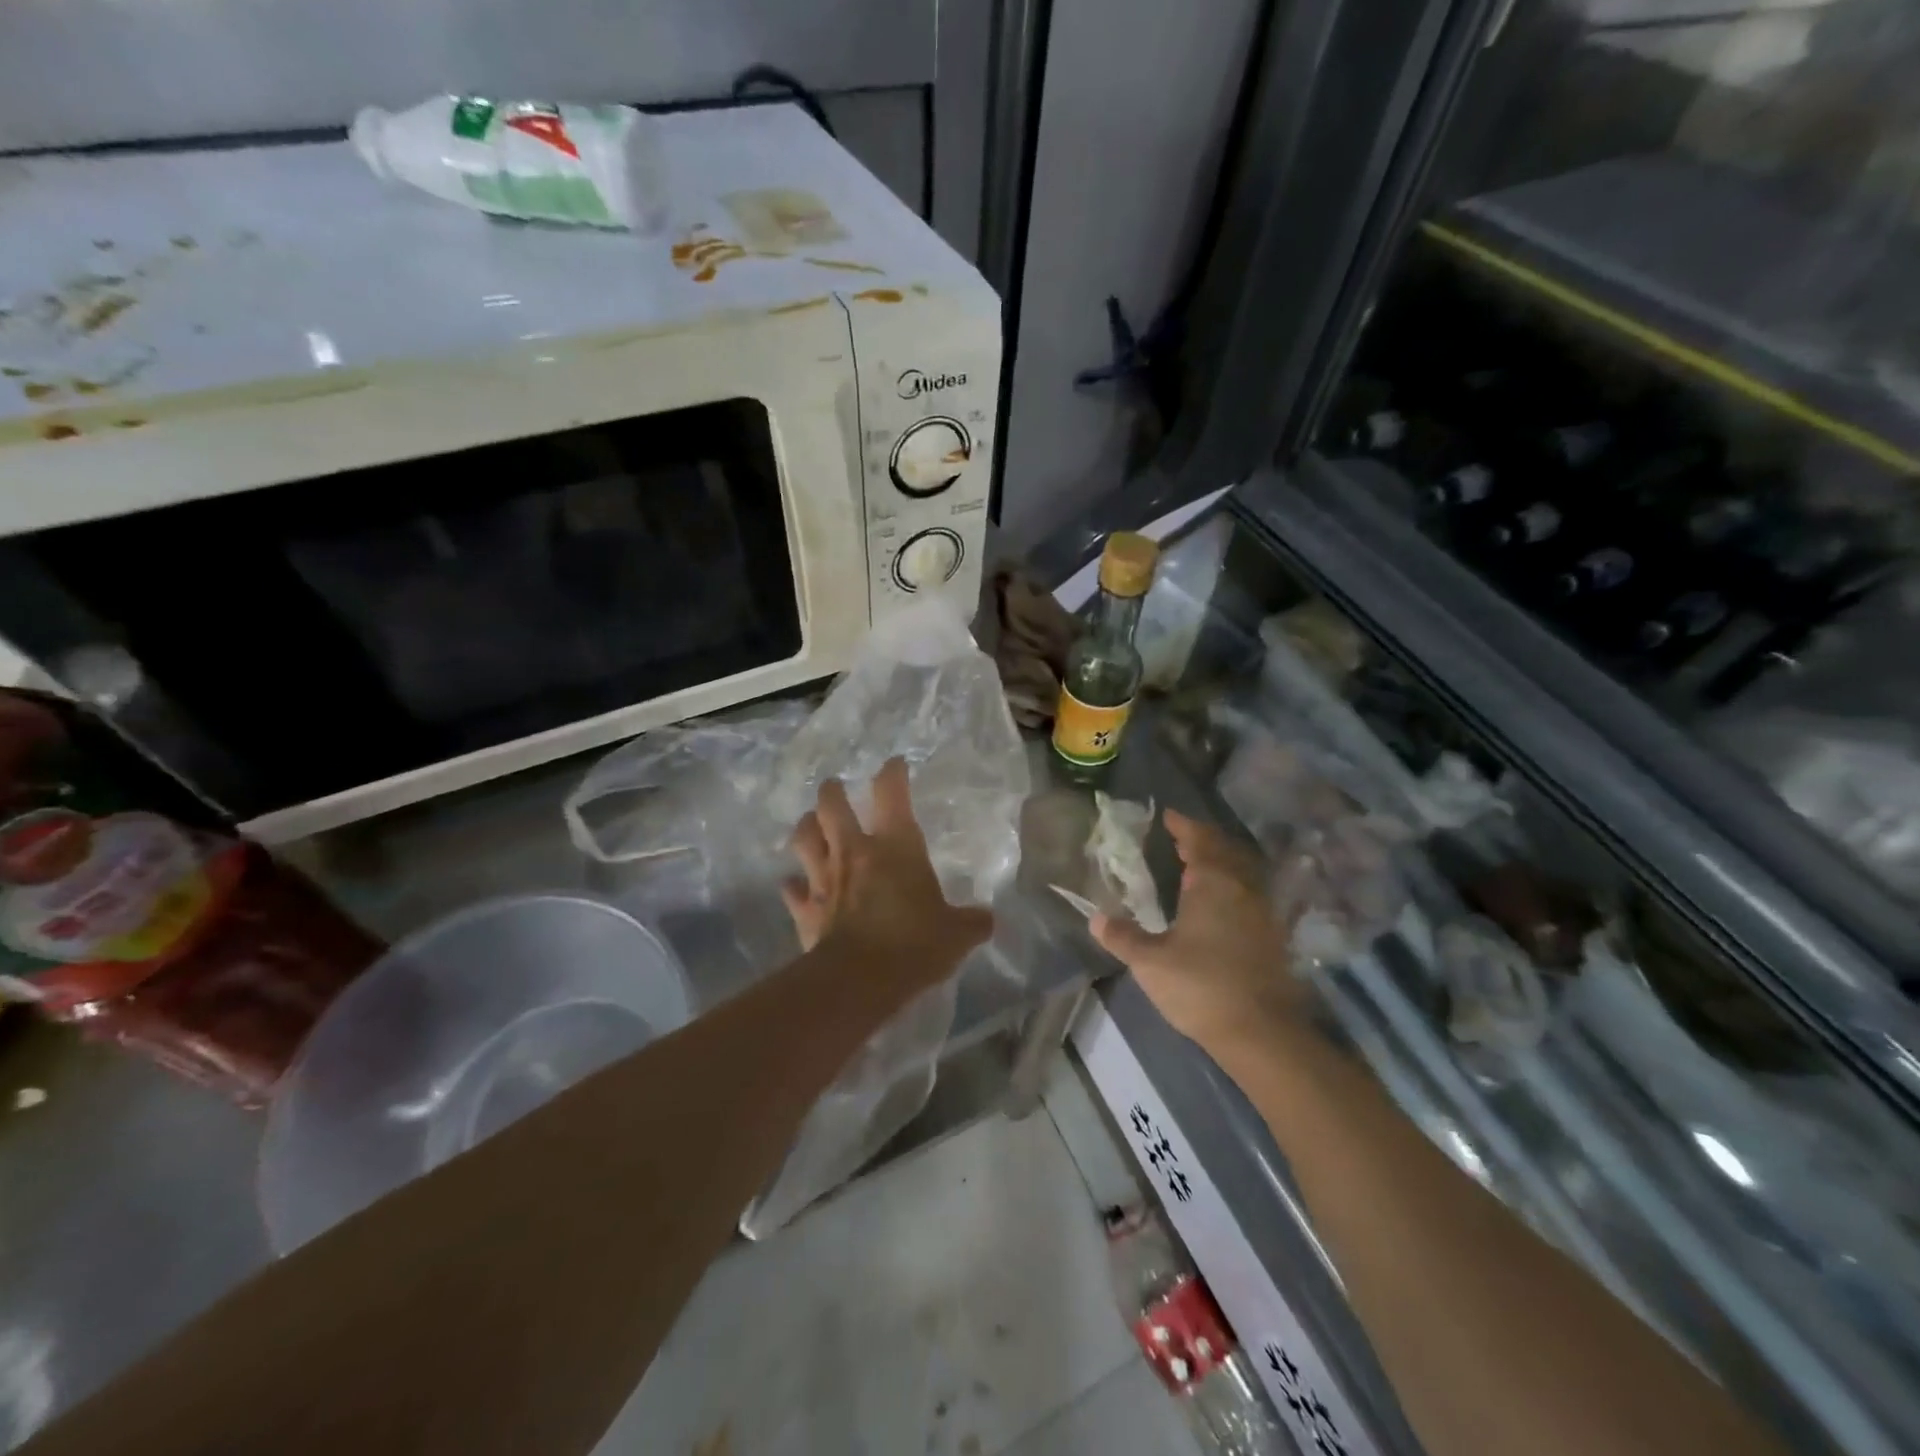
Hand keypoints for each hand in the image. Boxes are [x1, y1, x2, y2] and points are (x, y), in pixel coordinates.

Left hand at [781, 757, 993, 992]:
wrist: (859, 980)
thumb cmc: (913, 944)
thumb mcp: (956, 934)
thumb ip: (973, 922)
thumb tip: (987, 919)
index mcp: (895, 846)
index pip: (891, 793)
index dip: (893, 773)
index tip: (895, 765)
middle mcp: (854, 852)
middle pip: (832, 805)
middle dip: (832, 792)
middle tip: (836, 787)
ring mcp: (824, 879)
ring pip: (804, 838)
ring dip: (807, 827)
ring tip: (811, 824)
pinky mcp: (806, 910)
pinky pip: (793, 890)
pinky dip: (794, 886)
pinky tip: (795, 886)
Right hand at [1091, 809, 1302, 1052]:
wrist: (1262, 1033)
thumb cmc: (1201, 986)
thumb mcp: (1150, 962)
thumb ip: (1123, 937)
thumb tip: (1095, 918)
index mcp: (1214, 883)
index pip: (1199, 840)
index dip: (1183, 826)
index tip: (1167, 816)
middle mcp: (1243, 889)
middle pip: (1225, 851)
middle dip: (1203, 841)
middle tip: (1179, 840)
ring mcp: (1262, 913)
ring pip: (1241, 873)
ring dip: (1220, 863)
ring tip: (1195, 868)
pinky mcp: (1272, 937)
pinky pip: (1249, 895)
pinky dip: (1231, 888)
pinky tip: (1217, 905)